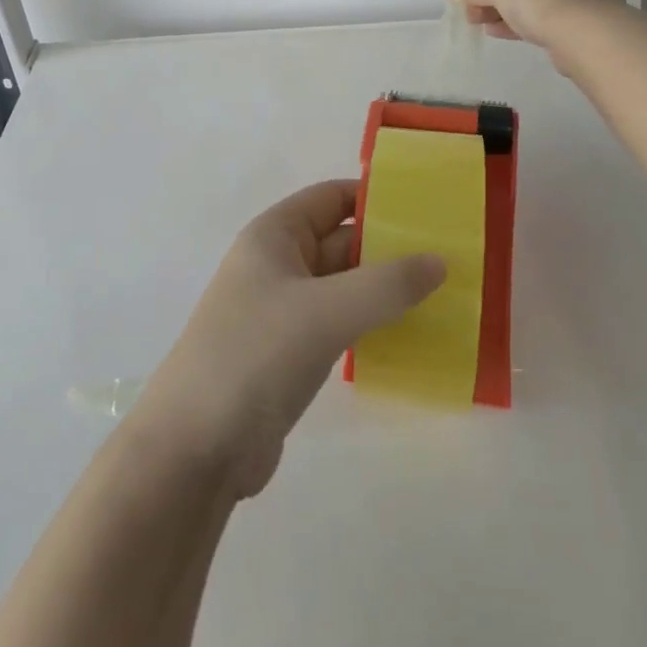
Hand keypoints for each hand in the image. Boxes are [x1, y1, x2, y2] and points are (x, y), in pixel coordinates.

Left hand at [132, 181, 445, 498]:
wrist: (195, 449)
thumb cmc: (255, 355)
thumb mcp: (325, 311)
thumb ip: (386, 284)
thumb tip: (439, 261)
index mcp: (275, 235)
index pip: (332, 198)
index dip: (377, 197)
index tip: (429, 208)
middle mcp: (279, 264)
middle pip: (343, 241)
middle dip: (391, 247)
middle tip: (452, 256)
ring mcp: (284, 311)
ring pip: (345, 286)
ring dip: (386, 290)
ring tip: (444, 294)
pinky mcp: (291, 353)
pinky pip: (341, 324)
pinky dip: (373, 324)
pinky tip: (413, 335)